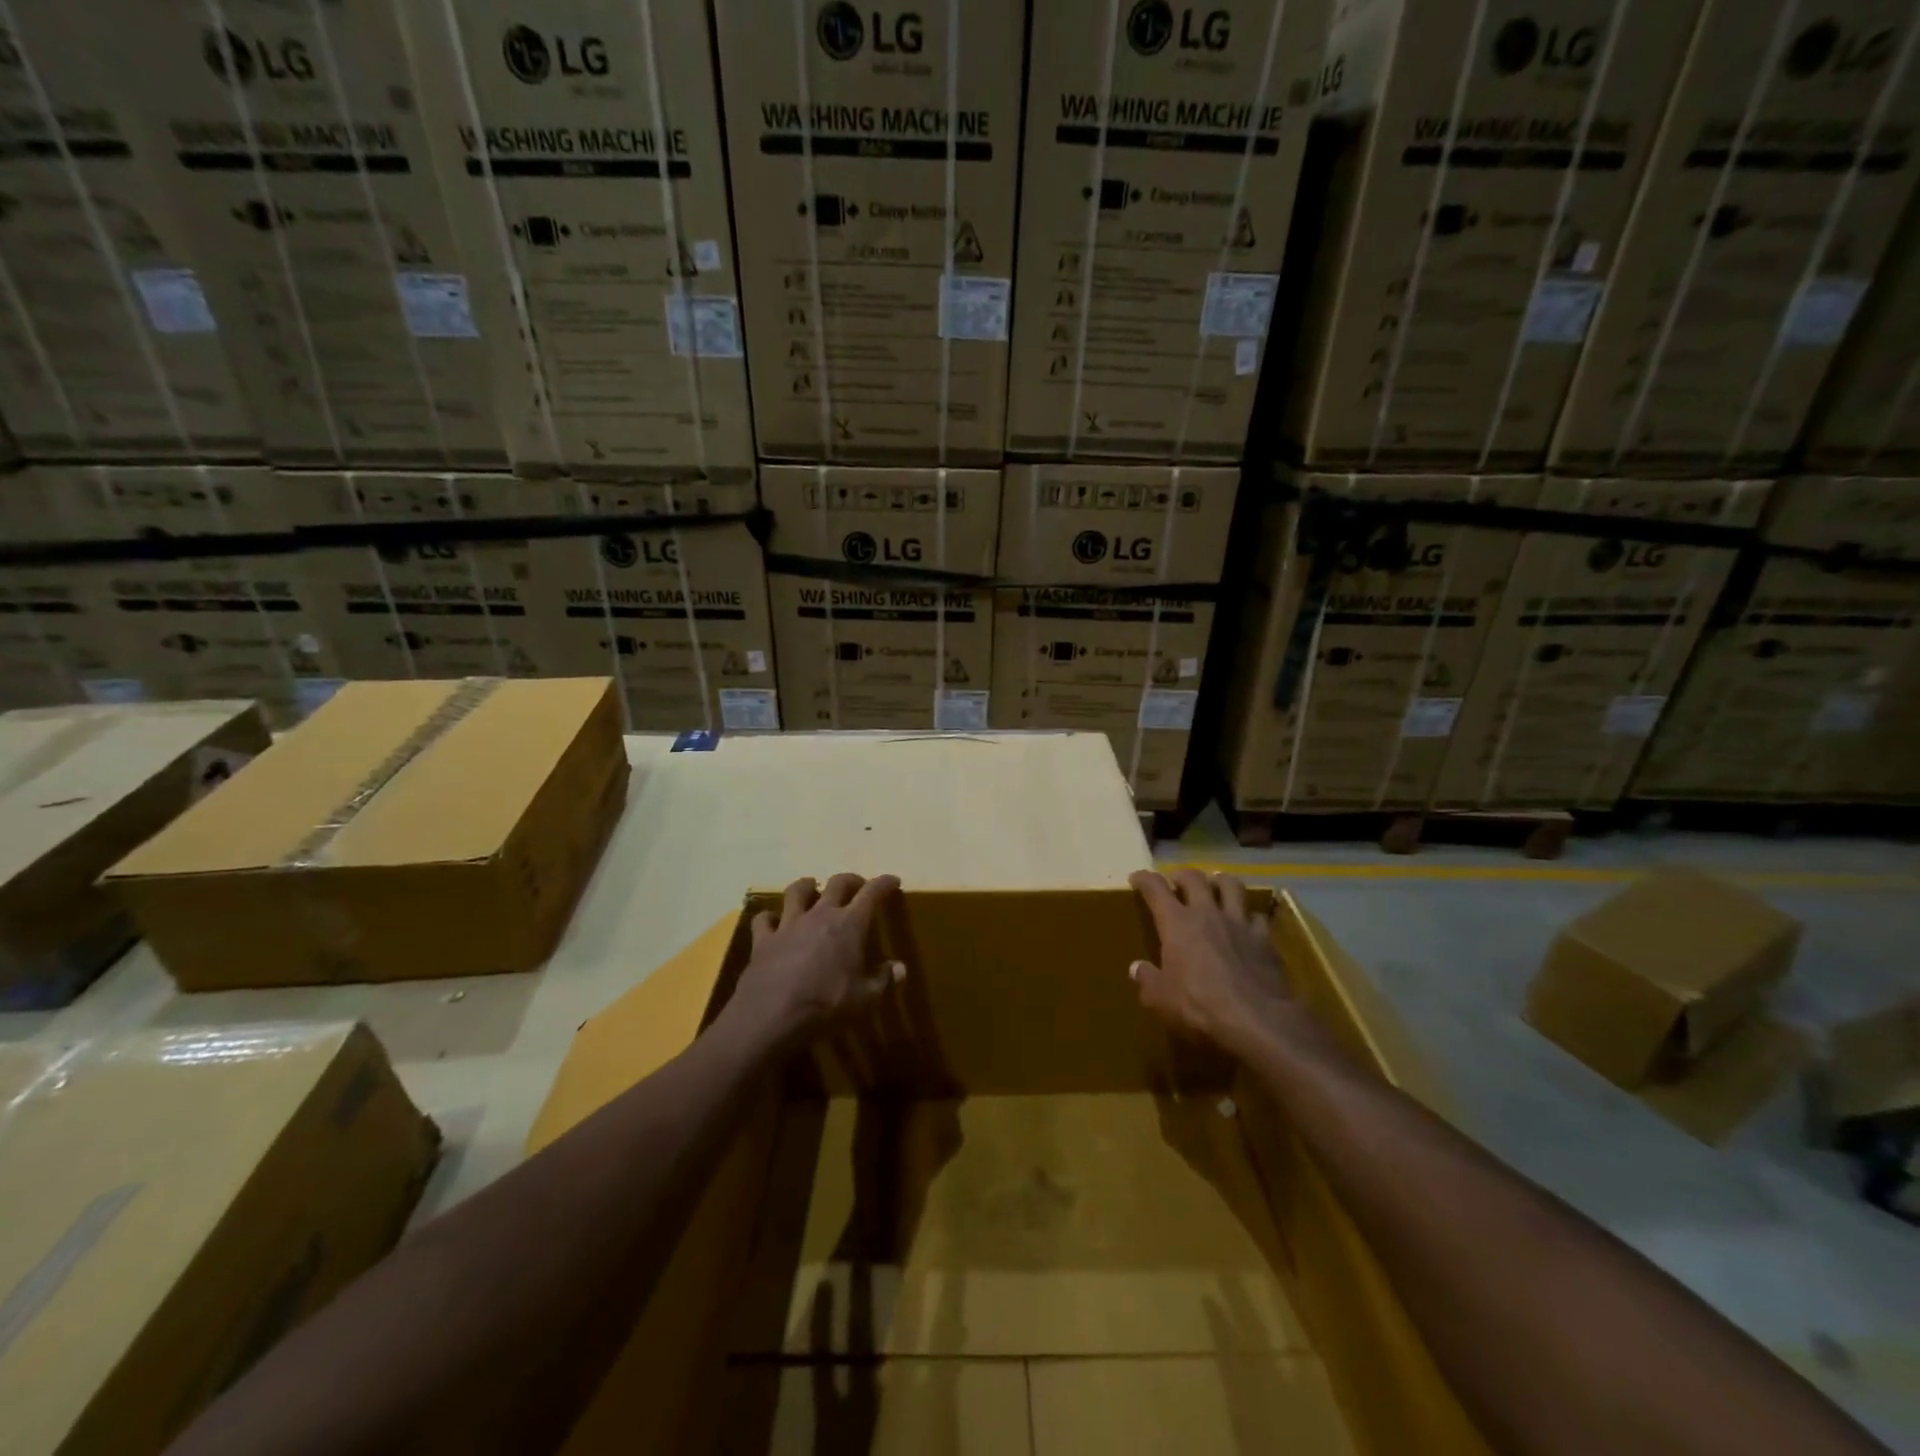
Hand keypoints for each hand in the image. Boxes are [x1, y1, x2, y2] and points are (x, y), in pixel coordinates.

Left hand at [730, 874, 903, 1044]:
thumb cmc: (825, 1005)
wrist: (771, 1016)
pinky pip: (764, 919)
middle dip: (851, 880)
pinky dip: (770, 918)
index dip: (884, 883)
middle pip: (836, 883)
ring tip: (812, 888)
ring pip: (797, 891)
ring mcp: (789, 924)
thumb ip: (883, 980)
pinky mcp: (763, 940)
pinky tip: (773, 922)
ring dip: (807, 886)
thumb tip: (900, 968)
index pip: (872, 893)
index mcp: (849, 925)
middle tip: (857, 885)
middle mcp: (819, 915)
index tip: (893, 880)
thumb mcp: (864, 999)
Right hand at [1129, 869, 1291, 1058]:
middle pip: (1194, 878)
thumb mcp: (1162, 1000)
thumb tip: (1137, 968)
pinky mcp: (1266, 940)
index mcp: (1177, 924)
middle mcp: (1208, 914)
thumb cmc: (1200, 1007)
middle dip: (1182, 875)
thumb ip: (1148, 980)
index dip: (1144, 879)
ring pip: (1231, 885)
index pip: (1156, 888)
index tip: (1137, 877)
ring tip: (1215, 886)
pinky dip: (1249, 916)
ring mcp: (1240, 924)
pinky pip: (1257, 917)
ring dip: (1220, 882)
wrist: (1258, 1022)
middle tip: (1177, 882)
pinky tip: (1247, 925)